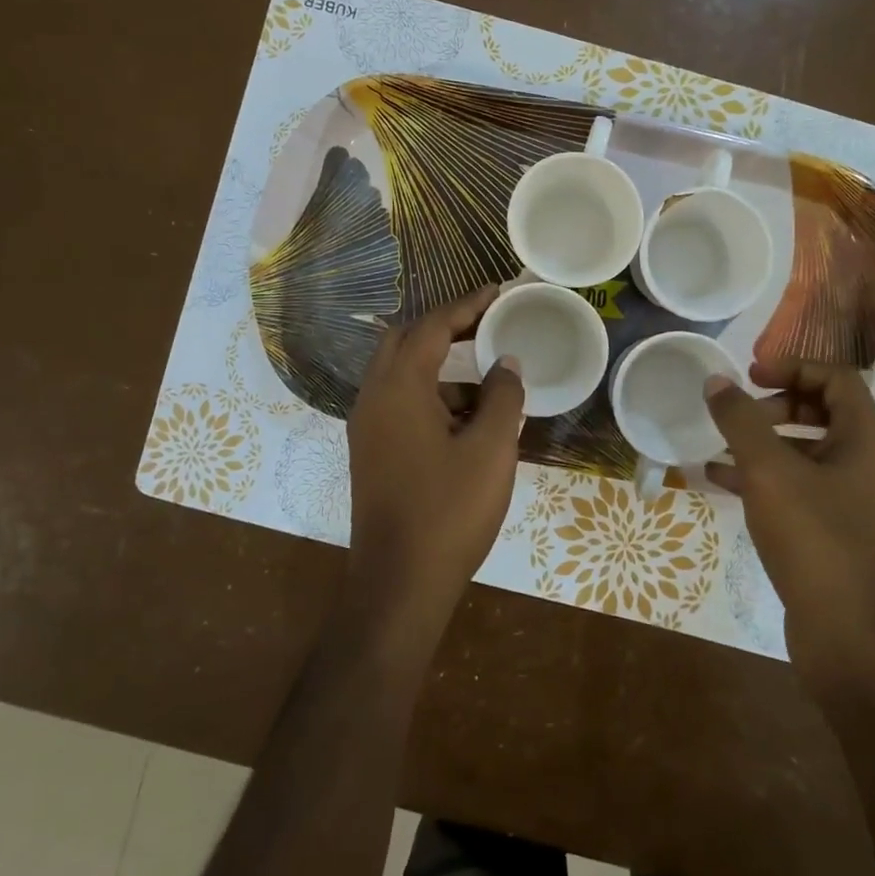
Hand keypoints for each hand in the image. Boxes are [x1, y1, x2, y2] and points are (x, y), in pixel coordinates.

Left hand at [344, 286, 525, 643]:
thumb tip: (506, 364)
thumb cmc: (449, 511)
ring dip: (442, 368)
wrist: (399, 584)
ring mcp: (368, 428)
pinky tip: (470, 420)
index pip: (432, 327)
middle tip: (489, 325)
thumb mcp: (490, 449)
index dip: (467, 305)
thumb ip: (501, 397)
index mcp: (398, 388)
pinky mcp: (372, 453)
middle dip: (448, 329)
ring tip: (490, 381)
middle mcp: (373, 399)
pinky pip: (401, 405)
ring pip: (403, 376)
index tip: (499, 291)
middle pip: (407, 342)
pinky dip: (433, 398)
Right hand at [704, 356, 874, 691]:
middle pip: (824, 412)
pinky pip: (802, 489)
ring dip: (765, 444)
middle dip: (775, 407)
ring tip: (721, 448)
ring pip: (809, 453)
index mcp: (868, 440)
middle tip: (737, 415)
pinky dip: (767, 479)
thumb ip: (740, 421)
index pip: (836, 378)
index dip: (792, 367)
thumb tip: (716, 381)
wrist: (849, 637)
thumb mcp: (769, 472)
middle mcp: (871, 465)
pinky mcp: (840, 533)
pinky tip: (722, 484)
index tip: (750, 375)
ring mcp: (858, 503)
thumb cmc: (814, 540)